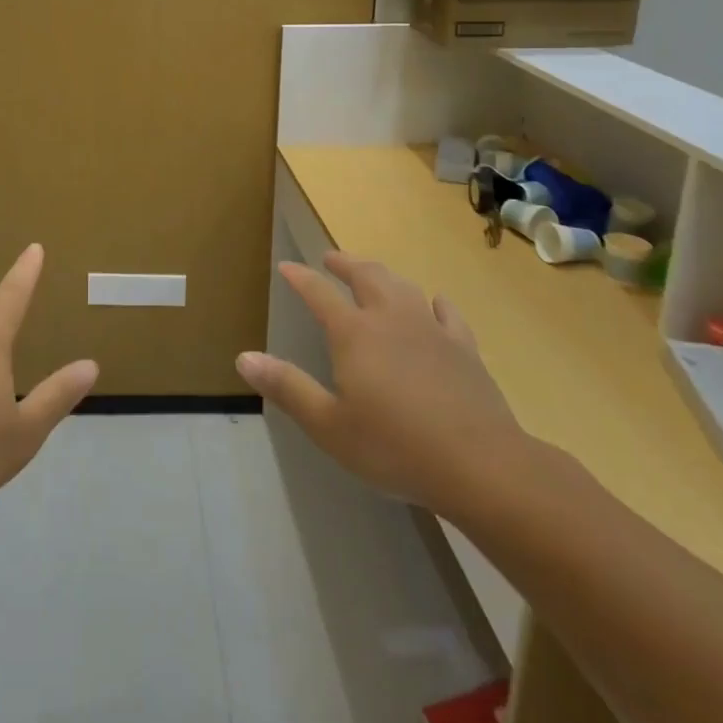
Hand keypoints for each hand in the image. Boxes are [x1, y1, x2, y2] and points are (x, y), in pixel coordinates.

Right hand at [236, 251, 529, 520]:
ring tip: (372, 273)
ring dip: (382, 274)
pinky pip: (447, 313)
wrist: (479, 464)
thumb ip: (287, 388)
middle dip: (345, 263)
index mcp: (354, 333)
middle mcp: (390, 319)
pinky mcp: (464, 348)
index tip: (287, 267)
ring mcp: (431, 330)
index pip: (319, 294)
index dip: (300, 278)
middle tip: (331, 258)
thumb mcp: (328, 425)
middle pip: (366, 276)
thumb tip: (243, 357)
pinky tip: (434, 302)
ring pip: (403, 286)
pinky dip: (434, 302)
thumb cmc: (394, 446)